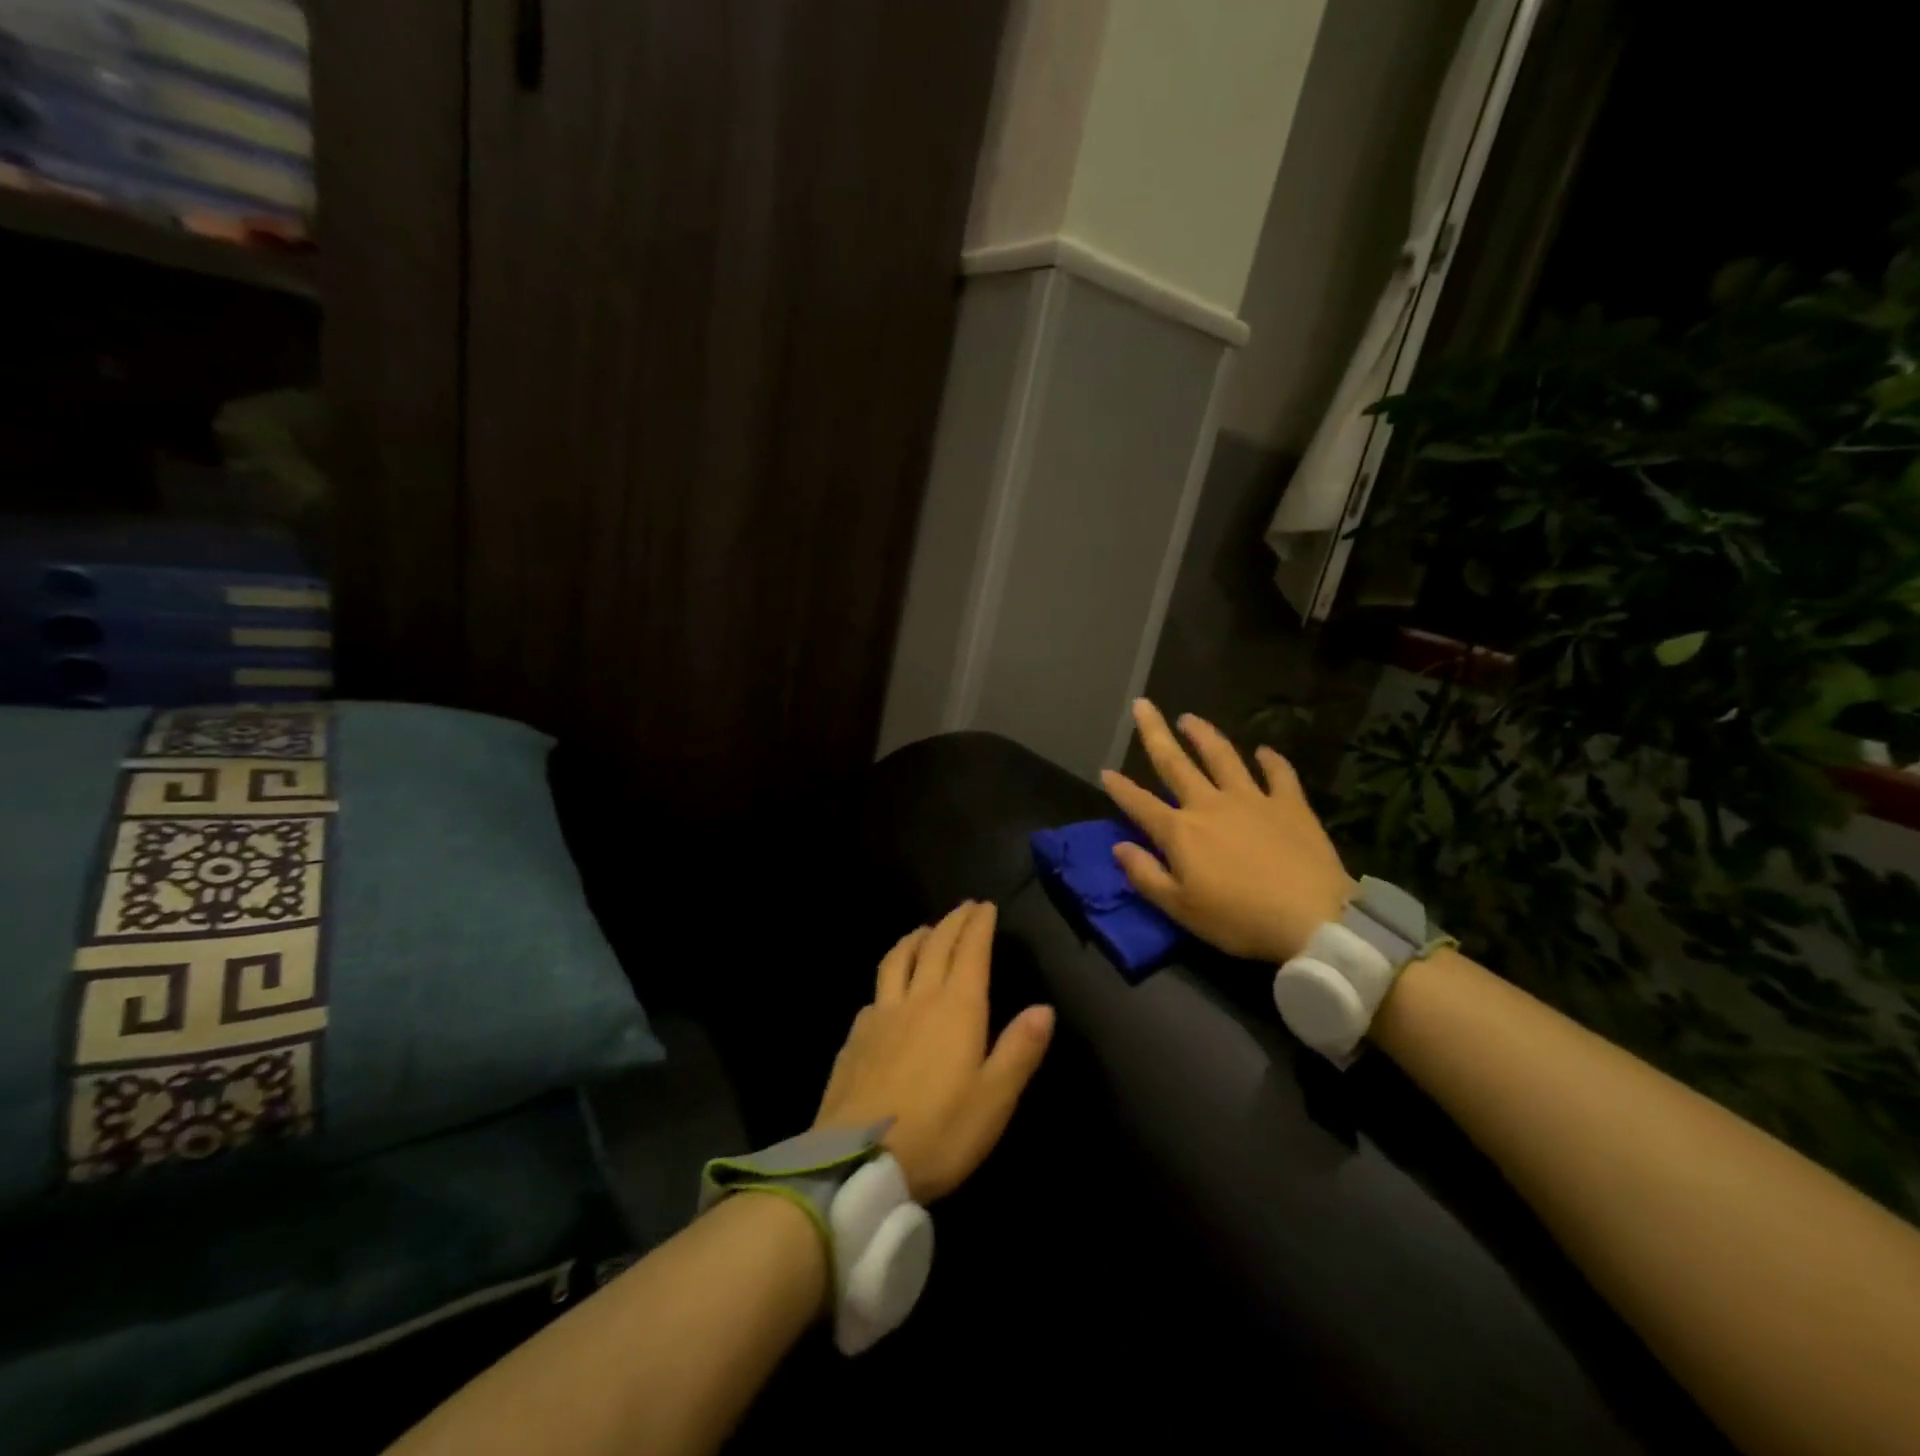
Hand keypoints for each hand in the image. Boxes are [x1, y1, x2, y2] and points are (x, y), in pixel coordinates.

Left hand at [814, 901, 1054, 1203]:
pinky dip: (889, 976)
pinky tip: (888, 989)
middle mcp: (918, 999)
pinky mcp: (855, 1037)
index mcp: (956, 1008)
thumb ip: (1019, 1049)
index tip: (985, 906)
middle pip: (935, 947)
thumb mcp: (994, 1098)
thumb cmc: (940, 1131)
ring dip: (915, 938)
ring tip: (924, 930)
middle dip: (952, 922)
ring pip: (898, 960)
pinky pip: (875, 992)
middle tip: (963, 908)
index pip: (970, 952)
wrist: (858, 1162)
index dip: (978, 926)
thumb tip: (1043, 1008)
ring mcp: (881, 1015)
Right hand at [1101, 698, 1354, 964]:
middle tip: (1142, 705)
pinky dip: (1270, 760)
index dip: (1120, 788)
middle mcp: (1210, 805)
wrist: (1312, 919)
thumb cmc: (1238, 919)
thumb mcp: (1180, 908)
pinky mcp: (1289, 805)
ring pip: (1222, 757)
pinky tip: (1264, 751)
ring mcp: (1252, 800)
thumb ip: (1145, 875)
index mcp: (1180, 832)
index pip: (1140, 804)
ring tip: (1189, 719)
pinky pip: (1278, 774)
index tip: (1105, 771)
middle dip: (1155, 733)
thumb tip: (1119, 847)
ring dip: (1204, 735)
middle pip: (1175, 763)